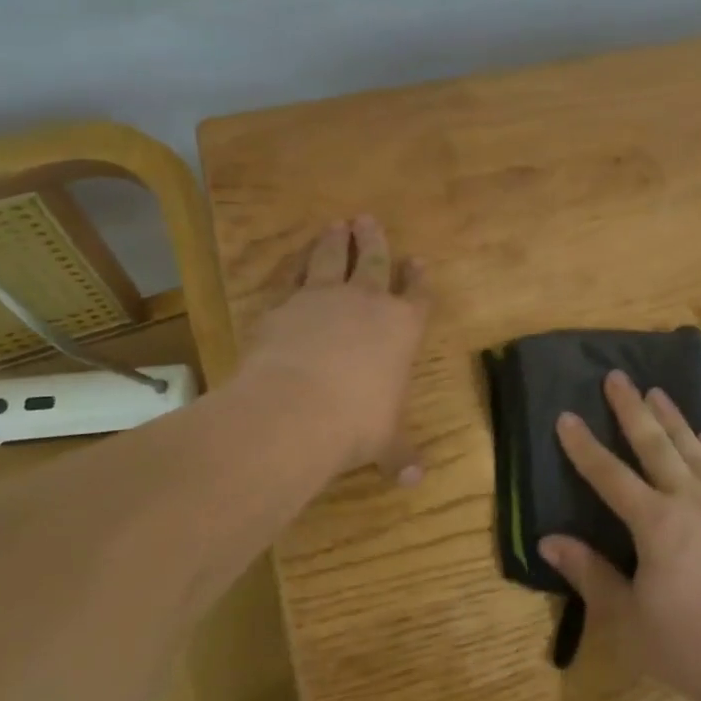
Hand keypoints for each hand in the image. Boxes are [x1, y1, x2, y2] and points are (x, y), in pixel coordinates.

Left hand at [240, 216, 430, 482]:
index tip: (418, 261)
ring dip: (334, 241)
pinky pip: (291, 277)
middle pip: (373, 261)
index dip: (418, 278)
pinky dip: (294, 266)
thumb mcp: (384, 442)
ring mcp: (322, 299)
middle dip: (373, 240)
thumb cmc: (356, 423)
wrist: (295, 409)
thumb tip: (415, 480)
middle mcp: (365, 303)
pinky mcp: (283, 305)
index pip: (417, 295)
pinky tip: (293, 260)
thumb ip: (399, 453)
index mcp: (401, 328)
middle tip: (367, 220)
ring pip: (330, 259)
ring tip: (336, 225)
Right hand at [541, 372, 700, 700]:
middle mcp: (690, 501)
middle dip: (632, 408)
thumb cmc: (689, 648)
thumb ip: (589, 574)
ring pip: (694, 449)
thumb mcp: (627, 620)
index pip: (609, 475)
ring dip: (673, 418)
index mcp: (655, 523)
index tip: (566, 415)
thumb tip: (549, 540)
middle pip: (656, 444)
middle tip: (618, 375)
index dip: (584, 446)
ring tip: (658, 391)